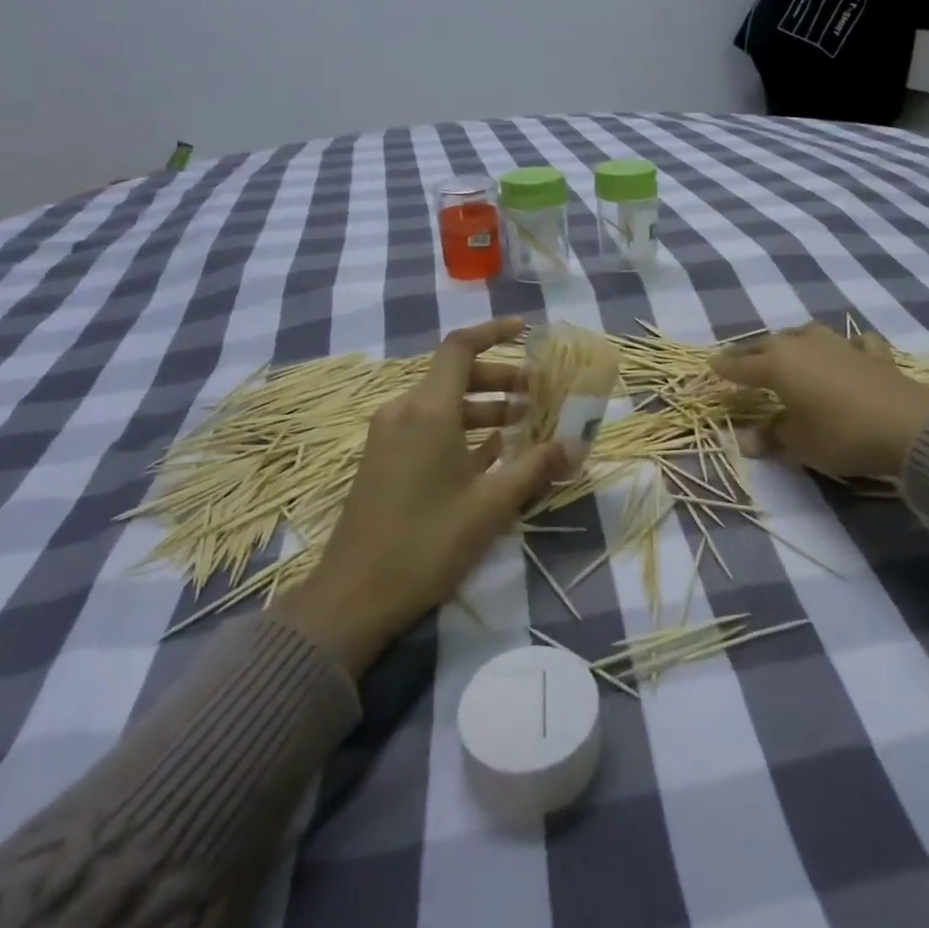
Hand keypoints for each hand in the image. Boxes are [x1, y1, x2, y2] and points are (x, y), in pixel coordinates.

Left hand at [275, 318, 568, 673]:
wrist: (353, 596)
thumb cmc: (427, 542)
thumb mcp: (490, 505)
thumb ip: (535, 468)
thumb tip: (575, 445)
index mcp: (428, 410)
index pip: (460, 347)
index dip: (494, 332)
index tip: (526, 331)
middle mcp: (404, 412)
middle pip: (455, 375)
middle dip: (499, 379)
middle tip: (537, 393)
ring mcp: (388, 437)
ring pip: (442, 404)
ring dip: (483, 407)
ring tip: (522, 425)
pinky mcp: (383, 461)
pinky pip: (427, 428)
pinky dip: (460, 430)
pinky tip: (490, 454)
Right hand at [711, 322, 928, 478]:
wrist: (907, 426)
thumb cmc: (840, 434)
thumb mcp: (799, 443)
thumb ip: (772, 435)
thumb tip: (747, 440)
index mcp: (778, 365)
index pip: (742, 365)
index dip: (725, 368)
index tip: (711, 366)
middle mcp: (804, 346)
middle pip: (769, 344)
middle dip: (751, 352)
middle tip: (739, 359)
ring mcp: (840, 345)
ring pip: (807, 334)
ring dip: (793, 341)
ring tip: (787, 349)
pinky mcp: (873, 354)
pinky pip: (854, 343)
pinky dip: (847, 345)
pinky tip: (849, 349)